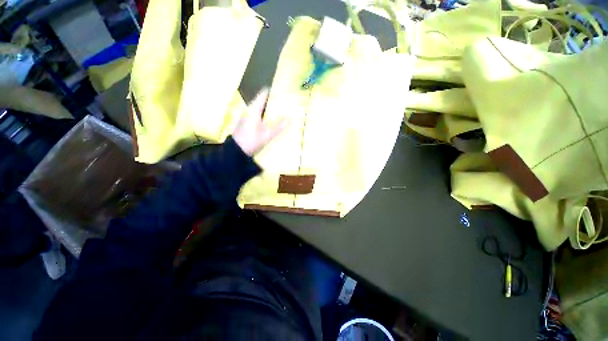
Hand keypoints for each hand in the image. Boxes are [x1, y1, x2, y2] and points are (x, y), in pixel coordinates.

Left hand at [233, 88, 288, 155]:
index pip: (263, 94)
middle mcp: (249, 109)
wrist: (236, 151)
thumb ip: (279, 126)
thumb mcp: (267, 135)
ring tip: (281, 110)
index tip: (283, 90)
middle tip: (286, 102)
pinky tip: (272, 120)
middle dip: (273, 100)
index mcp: (254, 109)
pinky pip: (258, 114)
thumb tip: (290, 118)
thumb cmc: (252, 141)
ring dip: (270, 108)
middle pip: (263, 100)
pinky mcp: (247, 122)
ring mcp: (247, 116)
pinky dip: (265, 114)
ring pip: (260, 108)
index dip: (273, 91)